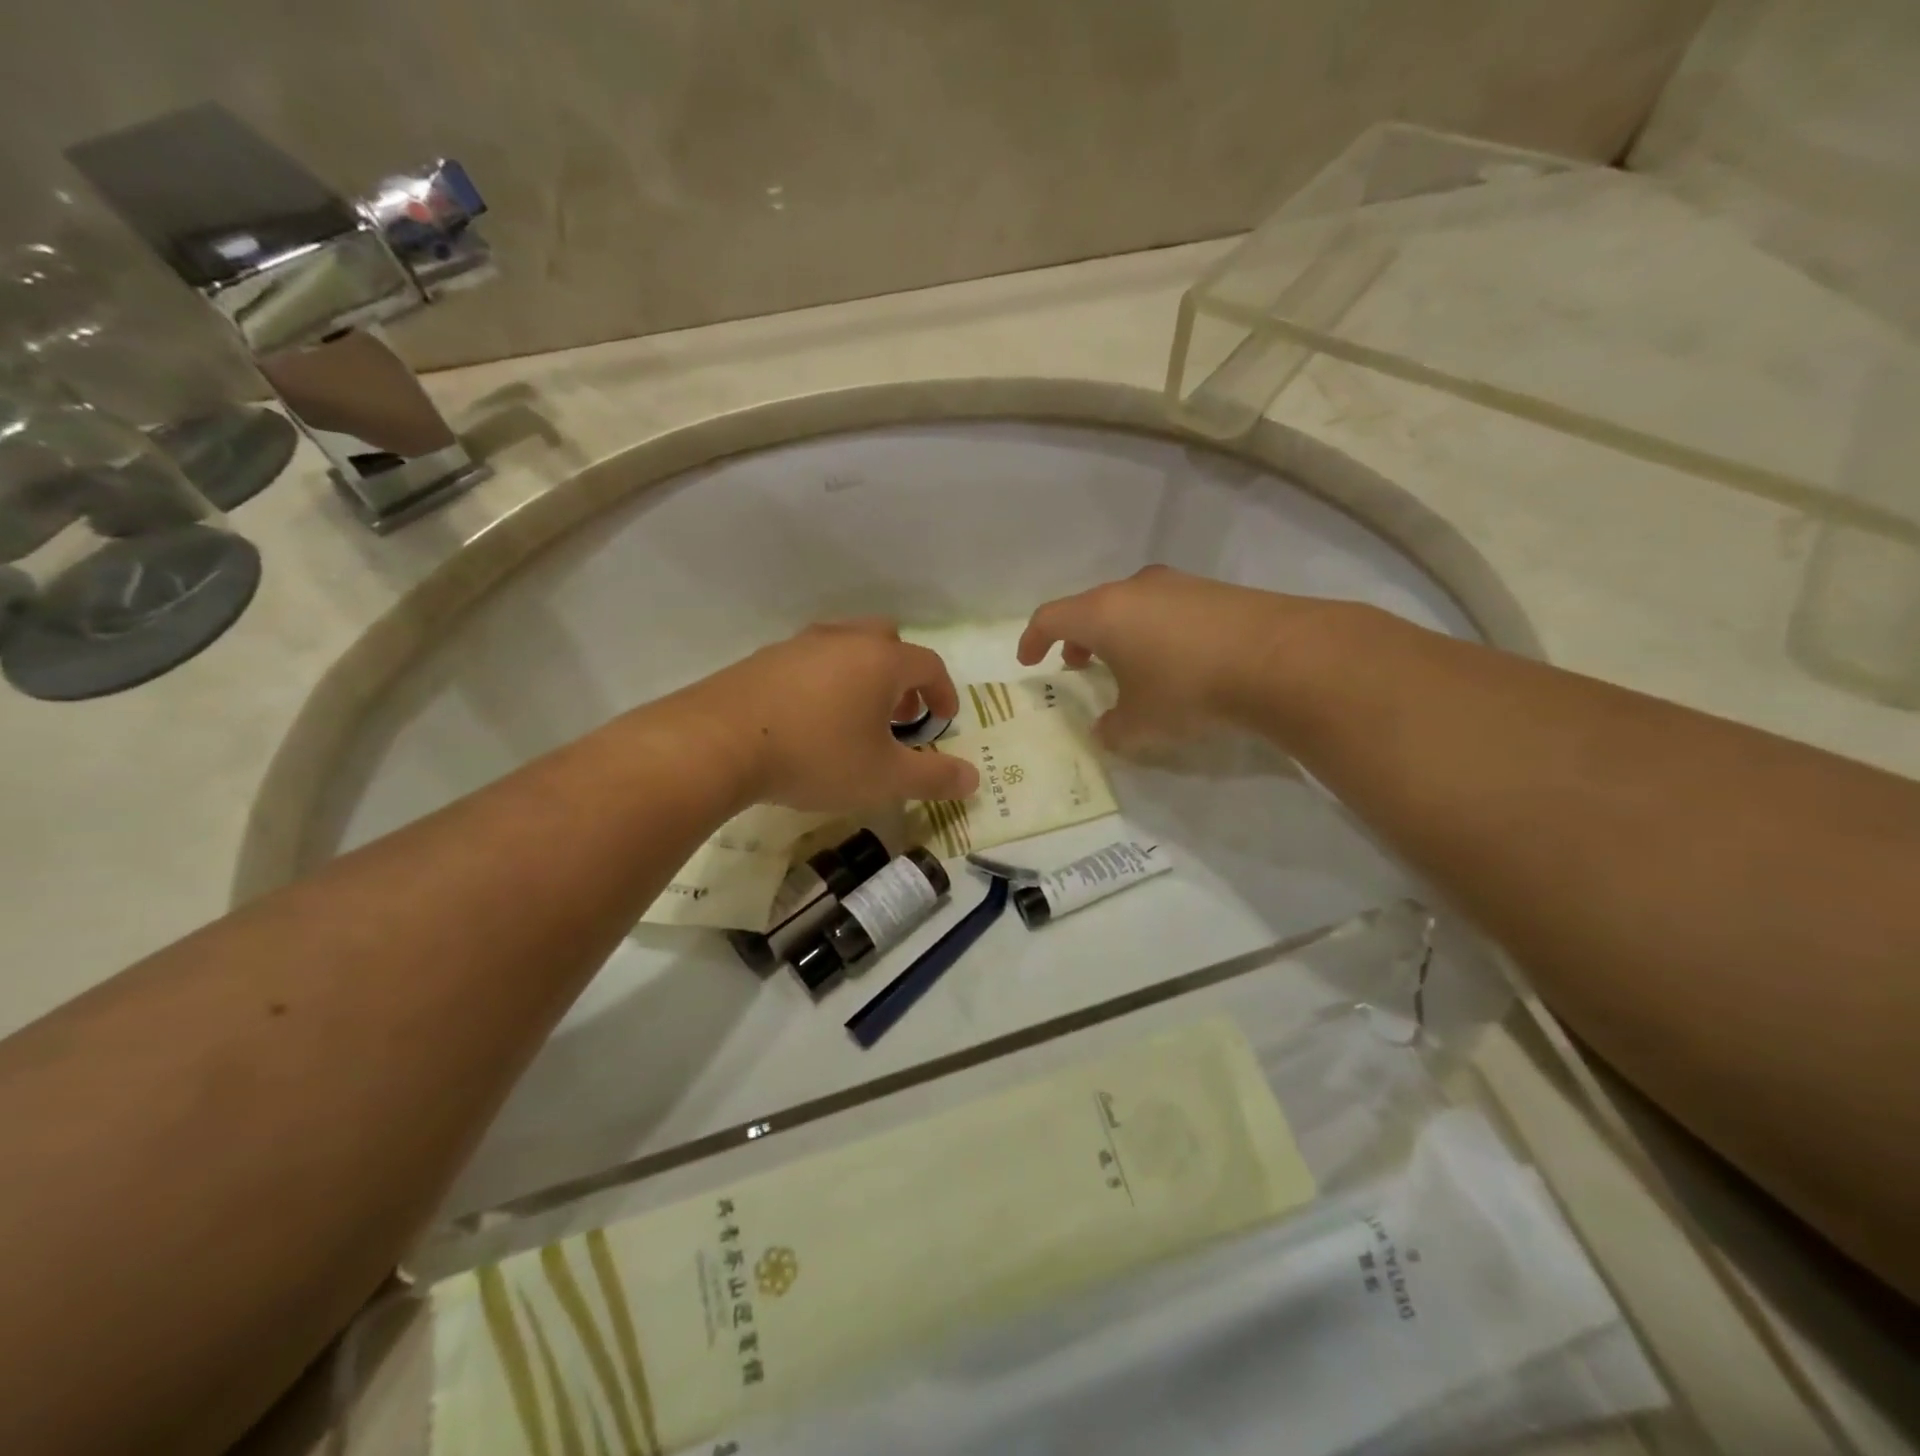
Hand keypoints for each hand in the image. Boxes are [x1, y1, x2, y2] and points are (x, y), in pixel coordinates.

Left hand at [683, 620, 980, 811]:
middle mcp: (842, 640)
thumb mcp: (884, 778)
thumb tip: (974, 778)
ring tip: (857, 717)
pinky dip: (826, 681)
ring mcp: (798, 645)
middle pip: (887, 641)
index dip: (944, 692)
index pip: (929, 664)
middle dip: (903, 675)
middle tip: (901, 713)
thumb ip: (933, 777)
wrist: (717, 743)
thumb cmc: (816, 756)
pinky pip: (810, 660)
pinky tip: (810, 719)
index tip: (944, 720)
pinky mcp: (763, 659)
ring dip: (863, 675)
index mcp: (880, 660)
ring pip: (846, 646)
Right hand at [1017, 567, 1296, 753]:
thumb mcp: (1140, 724)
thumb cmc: (1188, 689)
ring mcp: (1178, 585)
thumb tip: (1106, 731)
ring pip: (1131, 606)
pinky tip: (1175, 661)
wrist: (1281, 659)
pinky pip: (1167, 609)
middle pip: (1091, 607)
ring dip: (1118, 634)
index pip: (1050, 618)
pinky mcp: (1215, 591)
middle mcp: (1135, 589)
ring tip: (1127, 666)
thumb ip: (1112, 729)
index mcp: (1103, 613)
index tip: (1029, 660)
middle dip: (1078, 638)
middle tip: (1078, 665)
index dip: (1033, 639)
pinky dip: (1154, 631)